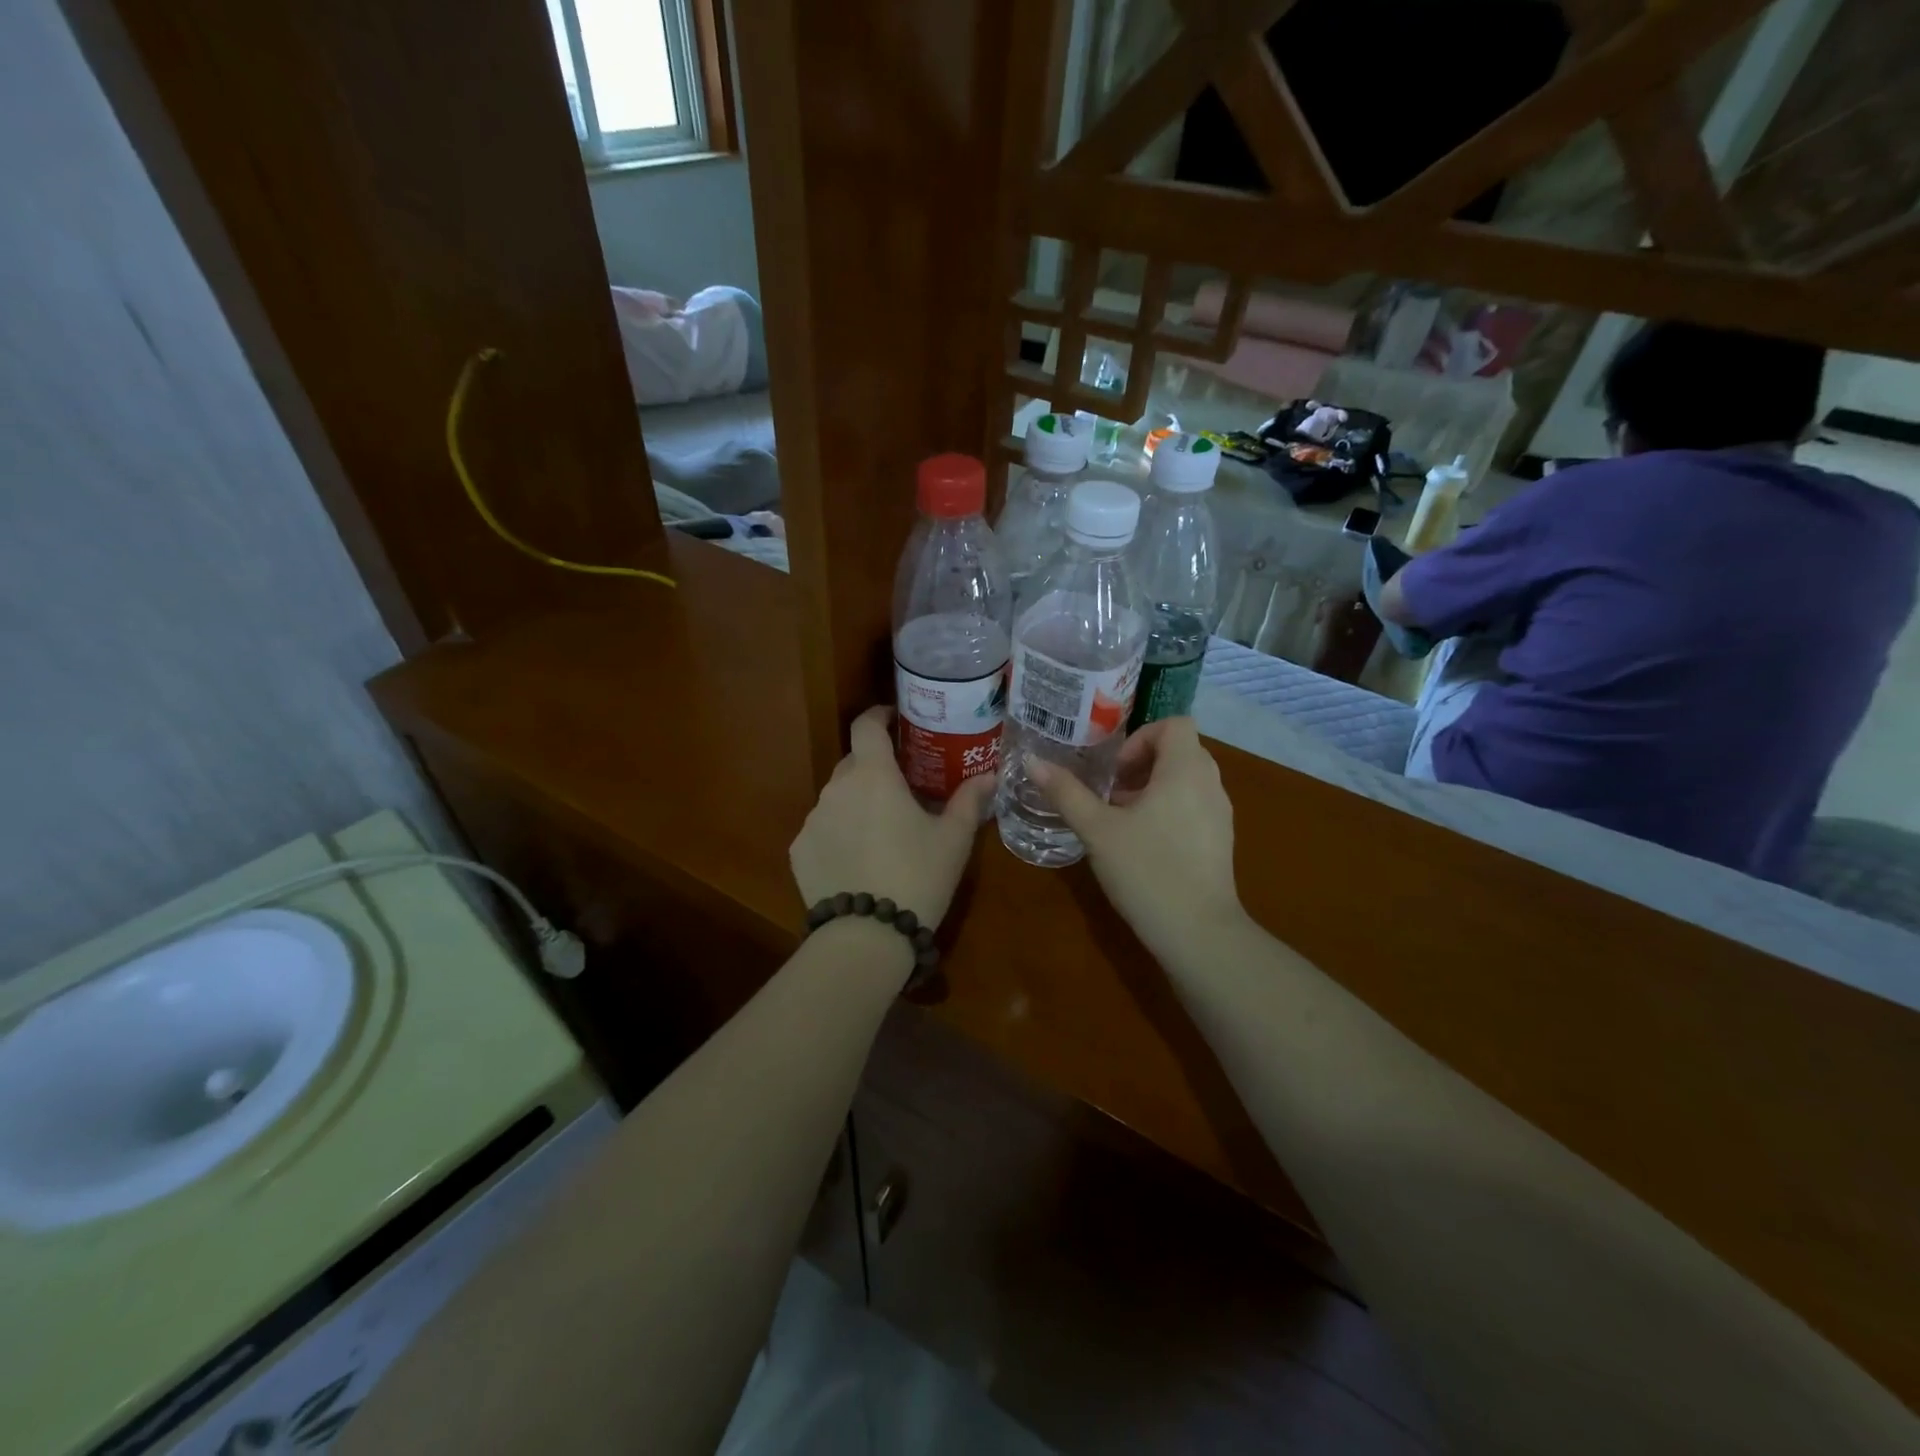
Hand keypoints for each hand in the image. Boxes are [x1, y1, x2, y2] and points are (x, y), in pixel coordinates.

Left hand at [789, 706, 993, 928]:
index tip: (894, 721)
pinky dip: (839, 834)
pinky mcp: (799, 851)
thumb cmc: (918, 876)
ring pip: (837, 798)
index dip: (878, 716)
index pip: (866, 726)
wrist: (866, 936)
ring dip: (857, 803)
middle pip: (853, 763)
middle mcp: (836, 788)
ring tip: (881, 832)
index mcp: (873, 775)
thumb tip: (989, 776)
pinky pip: (822, 829)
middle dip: (875, 768)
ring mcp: (813, 820)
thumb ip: (969, 801)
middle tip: (901, 788)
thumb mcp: (953, 839)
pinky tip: (857, 862)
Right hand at [1028, 718, 1243, 950]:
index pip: (1174, 724)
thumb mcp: (1097, 829)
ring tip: (1120, 819)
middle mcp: (1211, 784)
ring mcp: (1221, 814)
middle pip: (1179, 750)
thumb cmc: (1146, 870)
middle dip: (1140, 764)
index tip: (1114, 771)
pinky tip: (1142, 844)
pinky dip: (1168, 809)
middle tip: (1109, 793)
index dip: (1140, 737)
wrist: (1197, 933)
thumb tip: (1031, 760)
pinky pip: (1194, 805)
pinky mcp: (1221, 840)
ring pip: (1186, 780)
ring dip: (1152, 788)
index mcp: (1186, 769)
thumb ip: (1065, 792)